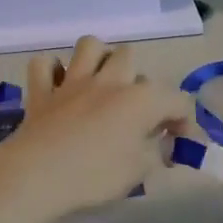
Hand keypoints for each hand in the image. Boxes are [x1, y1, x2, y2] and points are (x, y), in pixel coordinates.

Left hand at [0, 37, 190, 222]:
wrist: (37, 176)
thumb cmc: (94, 176)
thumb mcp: (138, 172)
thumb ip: (155, 153)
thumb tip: (160, 146)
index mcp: (140, 100)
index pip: (177, 100)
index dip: (184, 120)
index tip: (178, 143)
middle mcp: (109, 81)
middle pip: (129, 57)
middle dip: (137, 78)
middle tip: (134, 109)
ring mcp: (72, 82)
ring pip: (89, 45)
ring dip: (98, 58)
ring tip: (101, 82)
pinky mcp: (41, 92)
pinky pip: (43, 64)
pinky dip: (52, 71)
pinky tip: (58, 86)